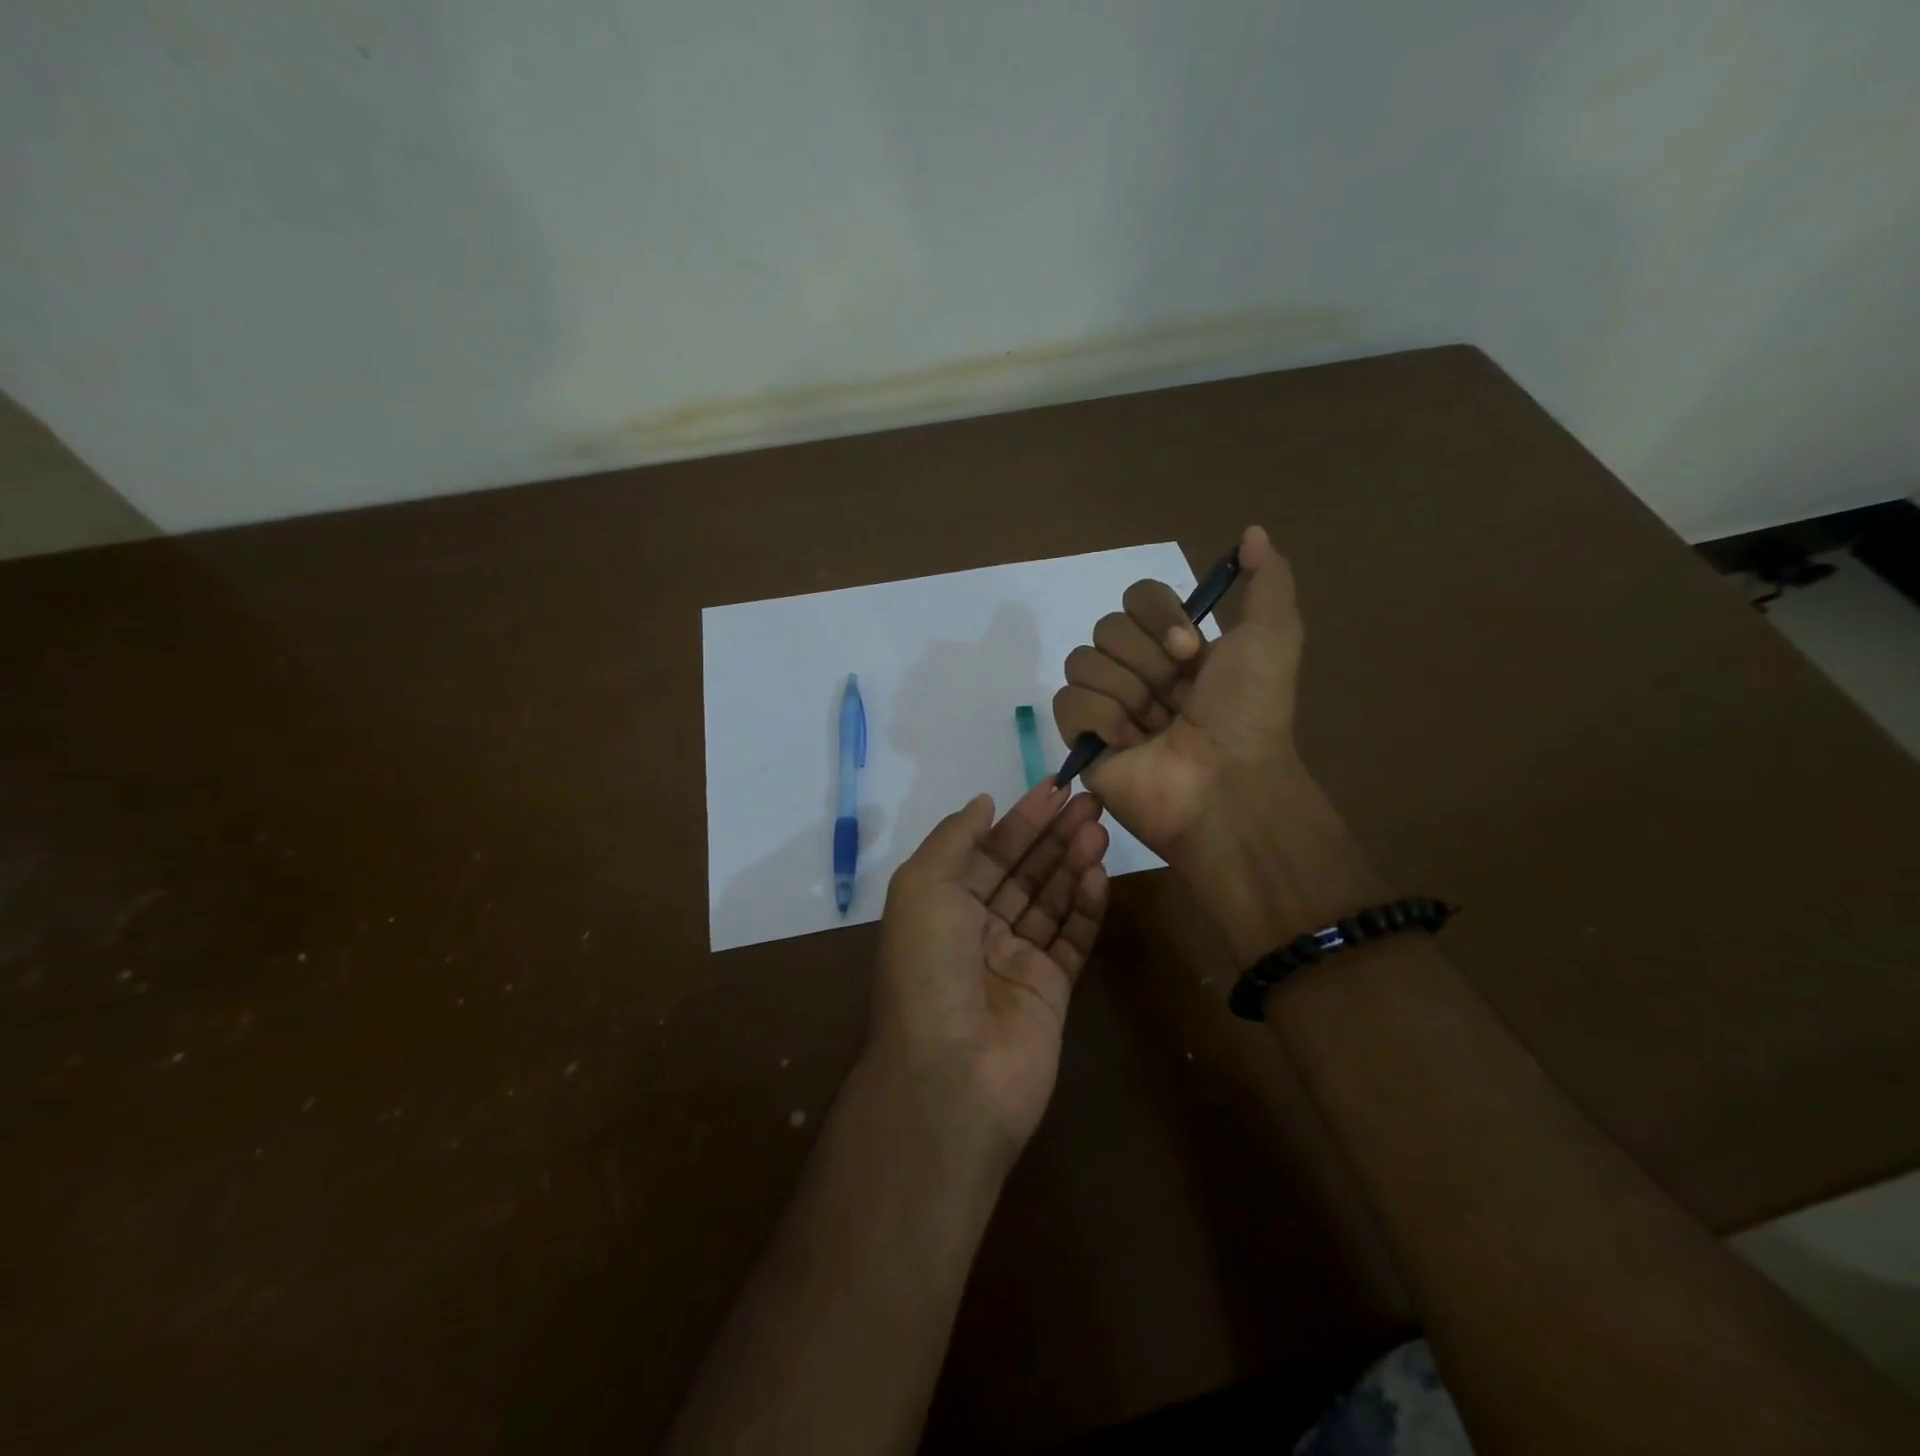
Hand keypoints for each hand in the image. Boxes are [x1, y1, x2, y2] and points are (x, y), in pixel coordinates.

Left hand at [867, 783, 1109, 1163]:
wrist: (951, 1075)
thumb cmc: (928, 968)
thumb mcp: (922, 887)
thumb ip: (954, 839)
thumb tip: (983, 803)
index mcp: (942, 904)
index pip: (989, 850)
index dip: (1021, 818)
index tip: (1057, 787)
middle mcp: (978, 928)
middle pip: (1024, 870)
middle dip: (1055, 834)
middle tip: (1092, 801)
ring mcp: (1016, 960)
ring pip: (1051, 900)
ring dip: (1074, 862)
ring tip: (1101, 828)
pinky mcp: (1051, 990)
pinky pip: (1072, 938)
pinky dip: (1086, 906)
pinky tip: (1100, 874)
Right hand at [1052, 524, 1305, 864]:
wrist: (1226, 782)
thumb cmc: (1249, 712)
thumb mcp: (1274, 636)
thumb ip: (1268, 580)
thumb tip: (1253, 532)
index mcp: (1175, 647)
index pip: (1137, 597)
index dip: (1159, 617)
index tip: (1190, 651)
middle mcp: (1138, 671)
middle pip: (1107, 627)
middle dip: (1147, 663)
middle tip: (1176, 697)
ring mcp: (1107, 705)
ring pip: (1083, 662)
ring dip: (1128, 693)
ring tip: (1155, 727)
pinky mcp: (1082, 740)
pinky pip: (1068, 702)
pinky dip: (1102, 720)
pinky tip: (1130, 744)